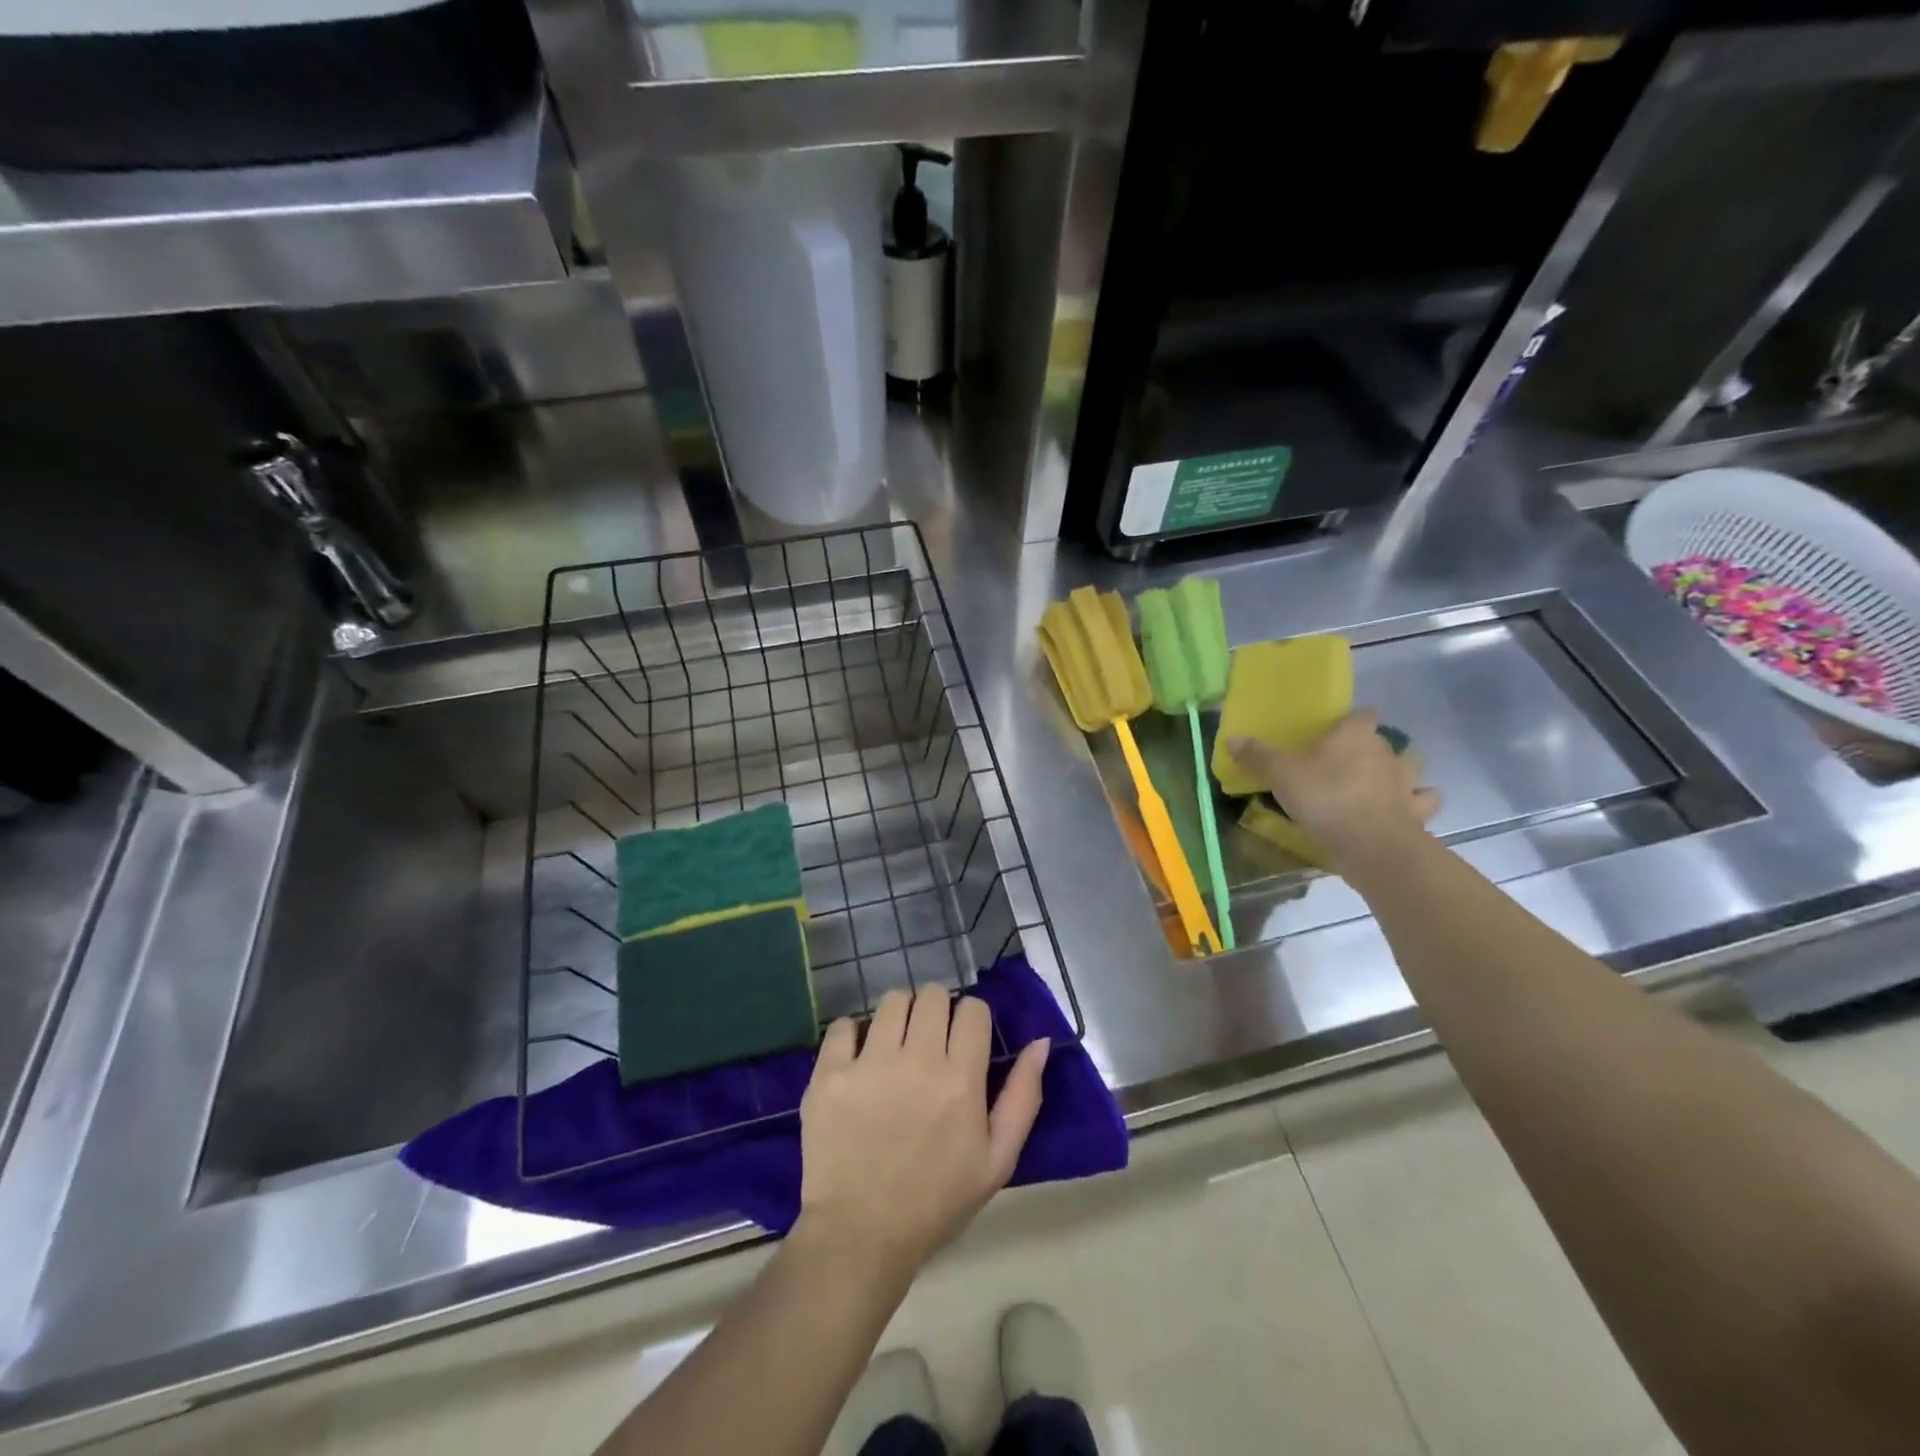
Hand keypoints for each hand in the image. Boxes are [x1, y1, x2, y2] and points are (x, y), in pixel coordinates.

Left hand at [796, 986, 1048, 1275]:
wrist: (860, 1236)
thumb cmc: (935, 1202)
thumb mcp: (997, 1160)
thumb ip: (1023, 1097)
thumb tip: (1040, 1042)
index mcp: (960, 1079)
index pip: (973, 1010)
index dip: (972, 1018)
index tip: (965, 1039)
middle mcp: (917, 1060)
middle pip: (933, 995)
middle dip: (937, 1010)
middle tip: (930, 1040)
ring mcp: (869, 1064)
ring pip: (892, 1001)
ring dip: (900, 1015)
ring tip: (896, 1044)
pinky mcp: (830, 1074)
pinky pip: (844, 1025)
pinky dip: (854, 1034)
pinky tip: (858, 1058)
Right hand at [1229, 710, 1440, 869]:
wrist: (1371, 844)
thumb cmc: (1325, 798)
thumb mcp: (1281, 775)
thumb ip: (1258, 756)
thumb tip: (1233, 738)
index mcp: (1354, 735)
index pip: (1362, 714)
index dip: (1351, 720)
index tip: (1337, 731)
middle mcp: (1386, 752)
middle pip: (1386, 740)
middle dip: (1372, 748)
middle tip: (1349, 762)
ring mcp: (1407, 782)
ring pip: (1411, 767)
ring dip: (1401, 772)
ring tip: (1382, 783)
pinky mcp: (1417, 812)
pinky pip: (1423, 802)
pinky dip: (1416, 803)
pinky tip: (1404, 810)